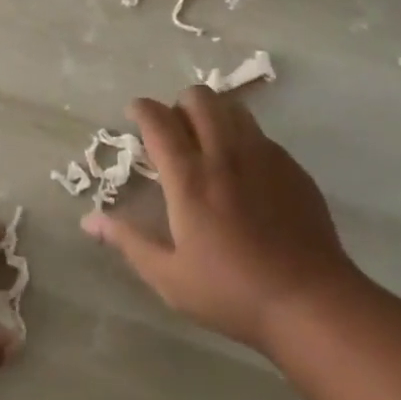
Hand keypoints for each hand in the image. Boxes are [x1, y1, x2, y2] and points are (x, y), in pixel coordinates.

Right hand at [82, 87, 362, 356]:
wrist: (311, 302)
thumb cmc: (232, 292)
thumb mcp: (169, 277)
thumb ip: (128, 241)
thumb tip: (89, 221)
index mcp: (189, 177)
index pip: (158, 119)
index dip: (141, 108)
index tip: (135, 114)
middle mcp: (224, 153)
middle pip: (199, 97)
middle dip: (179, 104)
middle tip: (174, 132)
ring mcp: (262, 155)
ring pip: (232, 107)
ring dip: (213, 114)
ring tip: (207, 142)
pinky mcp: (291, 166)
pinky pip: (259, 134)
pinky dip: (242, 138)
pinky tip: (243, 172)